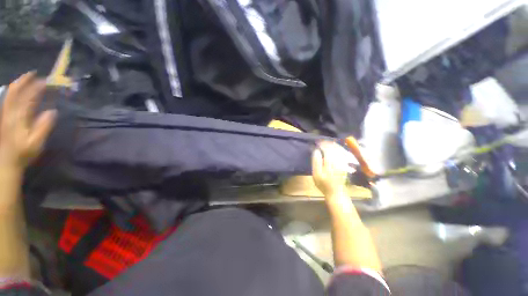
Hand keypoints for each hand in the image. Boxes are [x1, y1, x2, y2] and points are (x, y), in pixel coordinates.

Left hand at [0, 72, 55, 168]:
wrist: (7, 161)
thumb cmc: (24, 153)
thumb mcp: (36, 143)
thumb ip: (43, 127)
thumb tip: (52, 111)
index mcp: (19, 117)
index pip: (28, 97)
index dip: (37, 88)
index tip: (48, 82)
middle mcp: (11, 112)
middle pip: (15, 91)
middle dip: (25, 80)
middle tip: (35, 73)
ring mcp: (5, 114)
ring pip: (10, 94)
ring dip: (18, 84)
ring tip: (27, 78)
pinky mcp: (4, 116)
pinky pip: (7, 99)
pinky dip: (13, 91)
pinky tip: (17, 90)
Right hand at [312, 141, 352, 196]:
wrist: (336, 192)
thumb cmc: (323, 184)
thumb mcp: (316, 174)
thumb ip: (316, 162)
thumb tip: (316, 151)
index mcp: (330, 162)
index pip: (327, 149)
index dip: (322, 144)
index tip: (317, 142)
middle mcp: (338, 160)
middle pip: (333, 148)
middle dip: (327, 143)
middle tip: (321, 141)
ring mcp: (343, 162)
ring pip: (339, 150)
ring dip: (333, 145)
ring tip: (327, 143)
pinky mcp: (345, 164)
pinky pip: (342, 153)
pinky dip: (338, 149)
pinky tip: (334, 149)